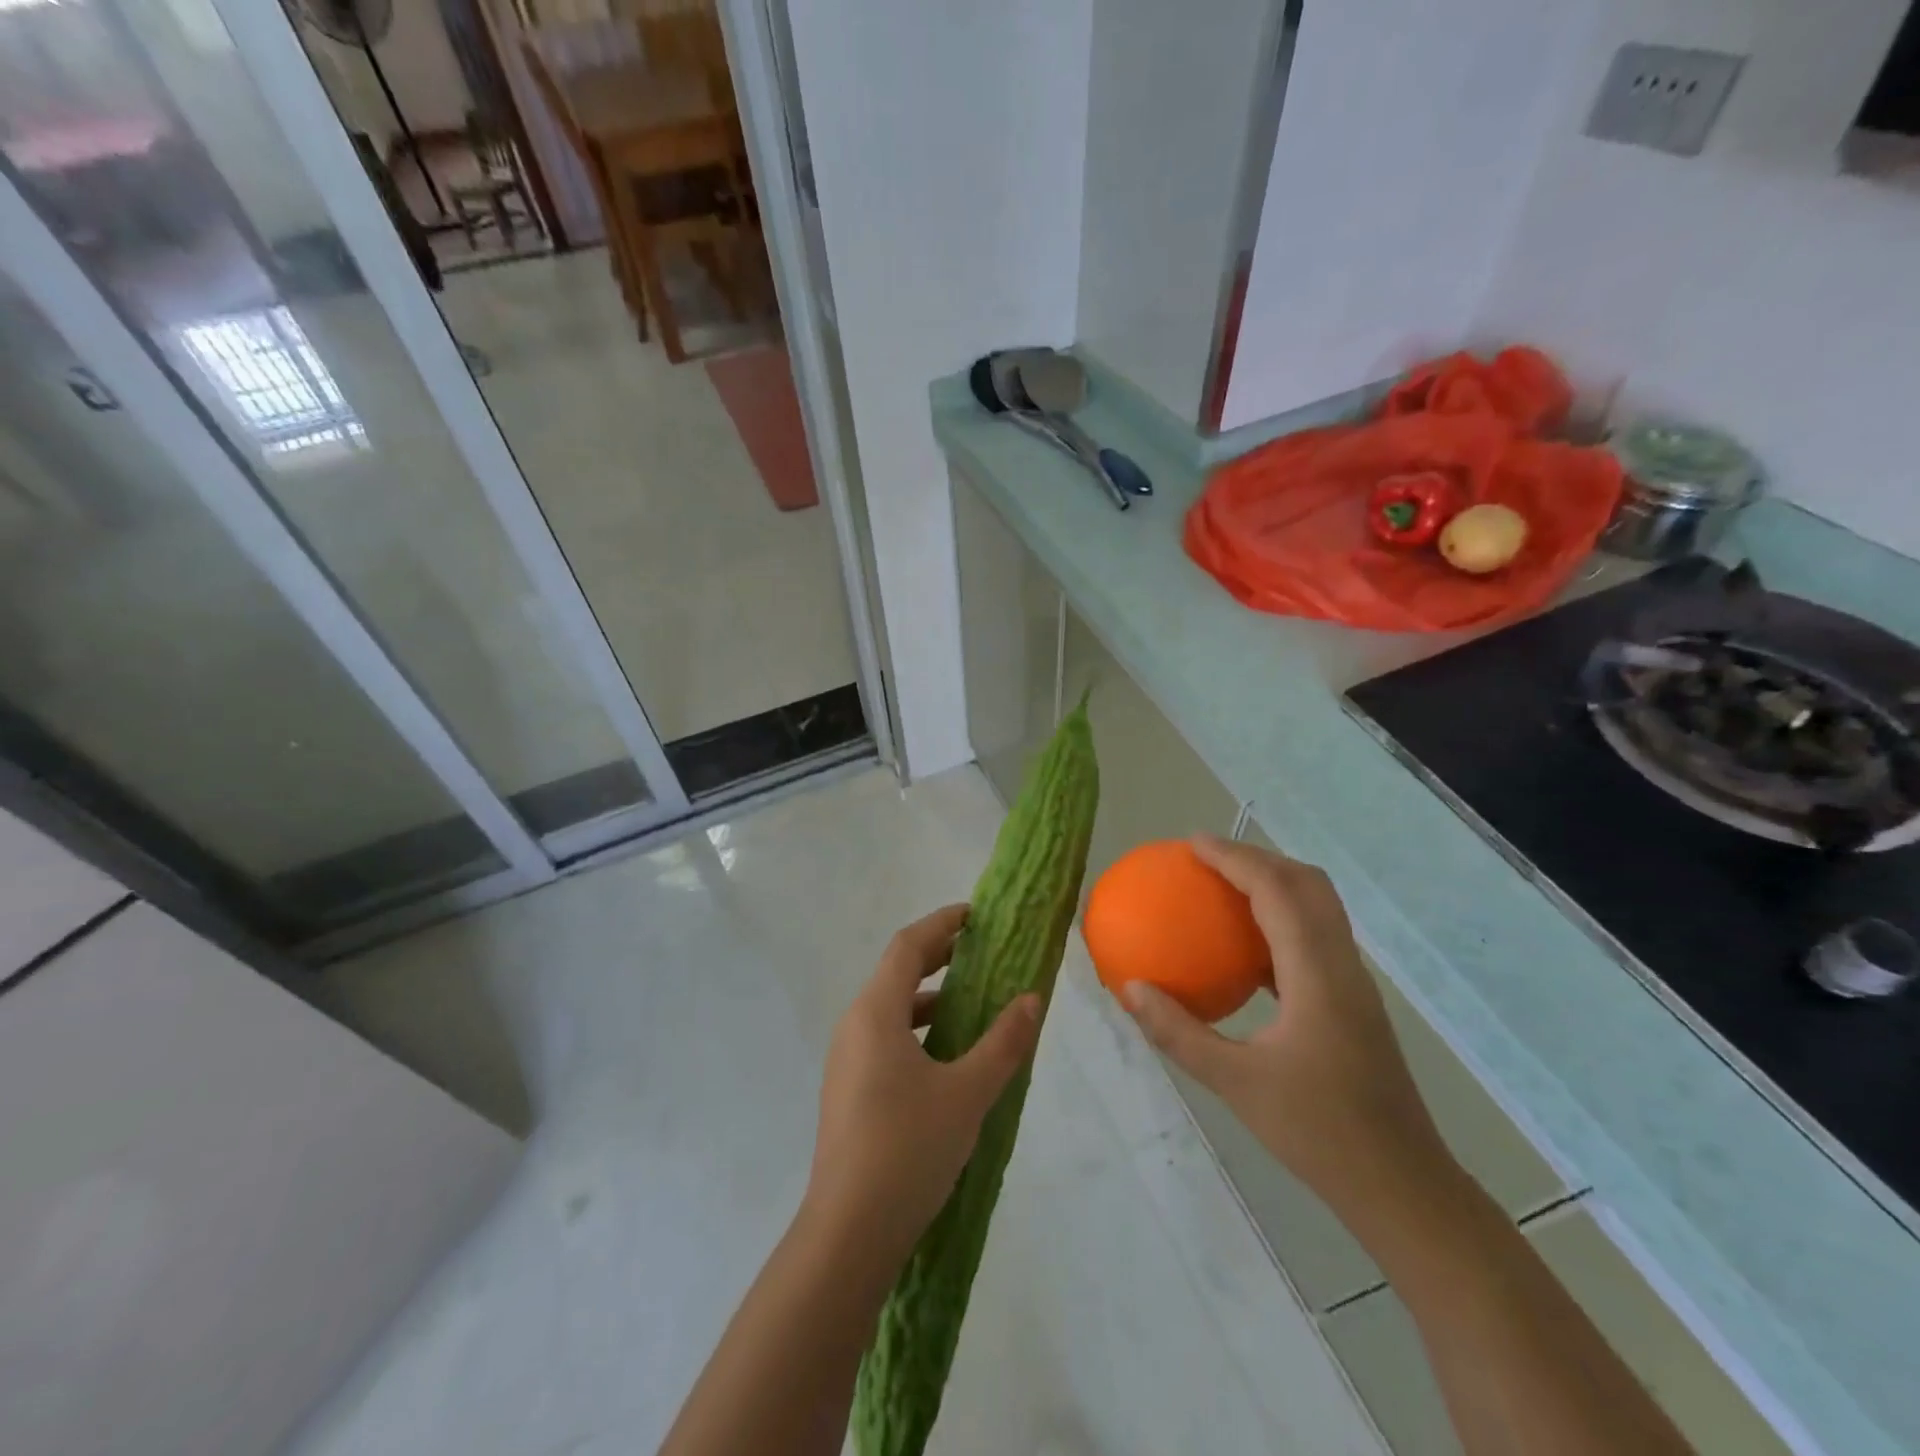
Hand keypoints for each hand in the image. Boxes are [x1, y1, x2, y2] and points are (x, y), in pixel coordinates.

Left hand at [802, 904, 1042, 1268]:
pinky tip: (945, 1054)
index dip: (942, 923)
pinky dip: (916, 1026)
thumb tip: (1032, 999)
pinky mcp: (847, 1089)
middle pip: (895, 971)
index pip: (908, 946)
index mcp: (875, 1012)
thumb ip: (1003, 1042)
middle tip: (979, 950)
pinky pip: (884, 1036)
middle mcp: (854, 1025)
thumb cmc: (908, 1149)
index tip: (975, 915)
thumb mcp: (968, 1093)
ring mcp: (846, 1059)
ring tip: (969, 1000)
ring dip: (927, 994)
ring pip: (889, 1007)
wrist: (848, 1232)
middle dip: (937, 955)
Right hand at [1122, 835, 1455, 1218]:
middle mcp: (1342, 965)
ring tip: (1223, 889)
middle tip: (1207, 859)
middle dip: (1257, 858)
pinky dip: (1279, 921)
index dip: (1235, 857)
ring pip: (1318, 908)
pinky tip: (1244, 950)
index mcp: (1317, 974)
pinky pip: (1315, 938)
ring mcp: (1353, 983)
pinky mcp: (1353, 1003)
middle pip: (1307, 884)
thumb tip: (1129, 988)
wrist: (1403, 1187)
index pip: (1276, 890)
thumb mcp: (1235, 1084)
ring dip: (1273, 884)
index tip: (1191, 844)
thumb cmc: (1319, 1134)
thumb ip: (1178, 1032)